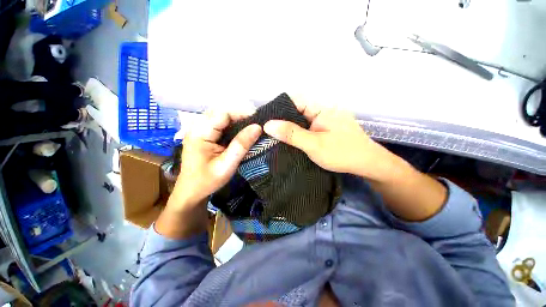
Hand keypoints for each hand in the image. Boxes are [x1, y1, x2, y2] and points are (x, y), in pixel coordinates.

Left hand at [169, 110, 261, 209]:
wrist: (191, 191)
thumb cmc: (207, 181)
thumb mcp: (227, 165)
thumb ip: (241, 145)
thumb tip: (257, 127)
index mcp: (200, 133)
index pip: (223, 113)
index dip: (241, 114)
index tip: (258, 121)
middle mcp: (197, 127)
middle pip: (221, 112)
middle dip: (240, 116)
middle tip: (256, 126)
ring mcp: (199, 130)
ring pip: (221, 117)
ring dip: (237, 121)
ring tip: (251, 128)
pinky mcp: (203, 134)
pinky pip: (220, 124)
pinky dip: (232, 126)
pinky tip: (240, 133)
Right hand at [263, 99, 399, 181]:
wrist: (368, 165)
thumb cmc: (342, 153)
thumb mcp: (314, 144)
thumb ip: (292, 134)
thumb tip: (268, 125)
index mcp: (320, 108)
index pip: (294, 101)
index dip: (278, 108)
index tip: (264, 120)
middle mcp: (321, 111)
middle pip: (296, 111)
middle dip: (282, 121)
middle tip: (266, 132)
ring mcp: (324, 121)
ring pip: (301, 122)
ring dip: (289, 129)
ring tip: (273, 137)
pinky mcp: (325, 130)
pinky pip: (306, 129)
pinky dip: (297, 134)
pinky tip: (289, 142)